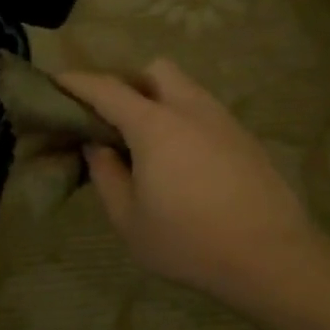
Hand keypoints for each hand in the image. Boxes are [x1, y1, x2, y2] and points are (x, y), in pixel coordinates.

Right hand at [57, 59, 329, 314]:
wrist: (272, 259)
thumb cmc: (188, 242)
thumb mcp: (128, 219)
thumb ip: (106, 175)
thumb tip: (97, 146)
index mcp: (155, 126)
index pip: (107, 89)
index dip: (77, 82)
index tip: (56, 81)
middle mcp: (190, 110)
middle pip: (155, 71)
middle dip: (128, 82)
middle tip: (111, 117)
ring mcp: (223, 122)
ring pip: (185, 89)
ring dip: (158, 100)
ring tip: (145, 141)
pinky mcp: (245, 139)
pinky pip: (204, 112)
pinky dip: (182, 120)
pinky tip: (179, 159)